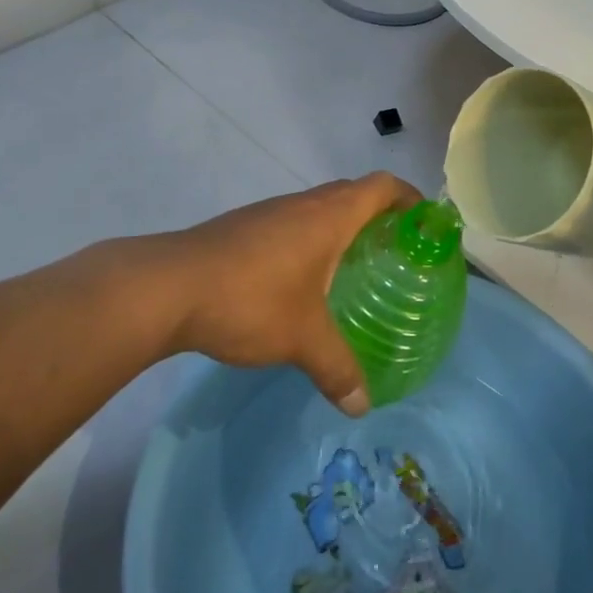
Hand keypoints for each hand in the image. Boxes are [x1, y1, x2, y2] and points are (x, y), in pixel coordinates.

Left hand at [145, 173, 419, 416]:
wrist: (168, 288)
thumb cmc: (251, 300)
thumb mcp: (302, 339)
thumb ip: (337, 369)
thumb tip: (362, 406)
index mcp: (329, 216)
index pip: (381, 186)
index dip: (408, 196)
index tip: (424, 221)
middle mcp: (303, 204)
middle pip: (353, 193)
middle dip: (378, 216)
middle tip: (394, 253)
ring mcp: (270, 213)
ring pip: (318, 208)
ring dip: (340, 228)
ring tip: (353, 269)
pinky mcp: (244, 229)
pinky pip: (292, 224)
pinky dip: (310, 241)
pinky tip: (302, 282)